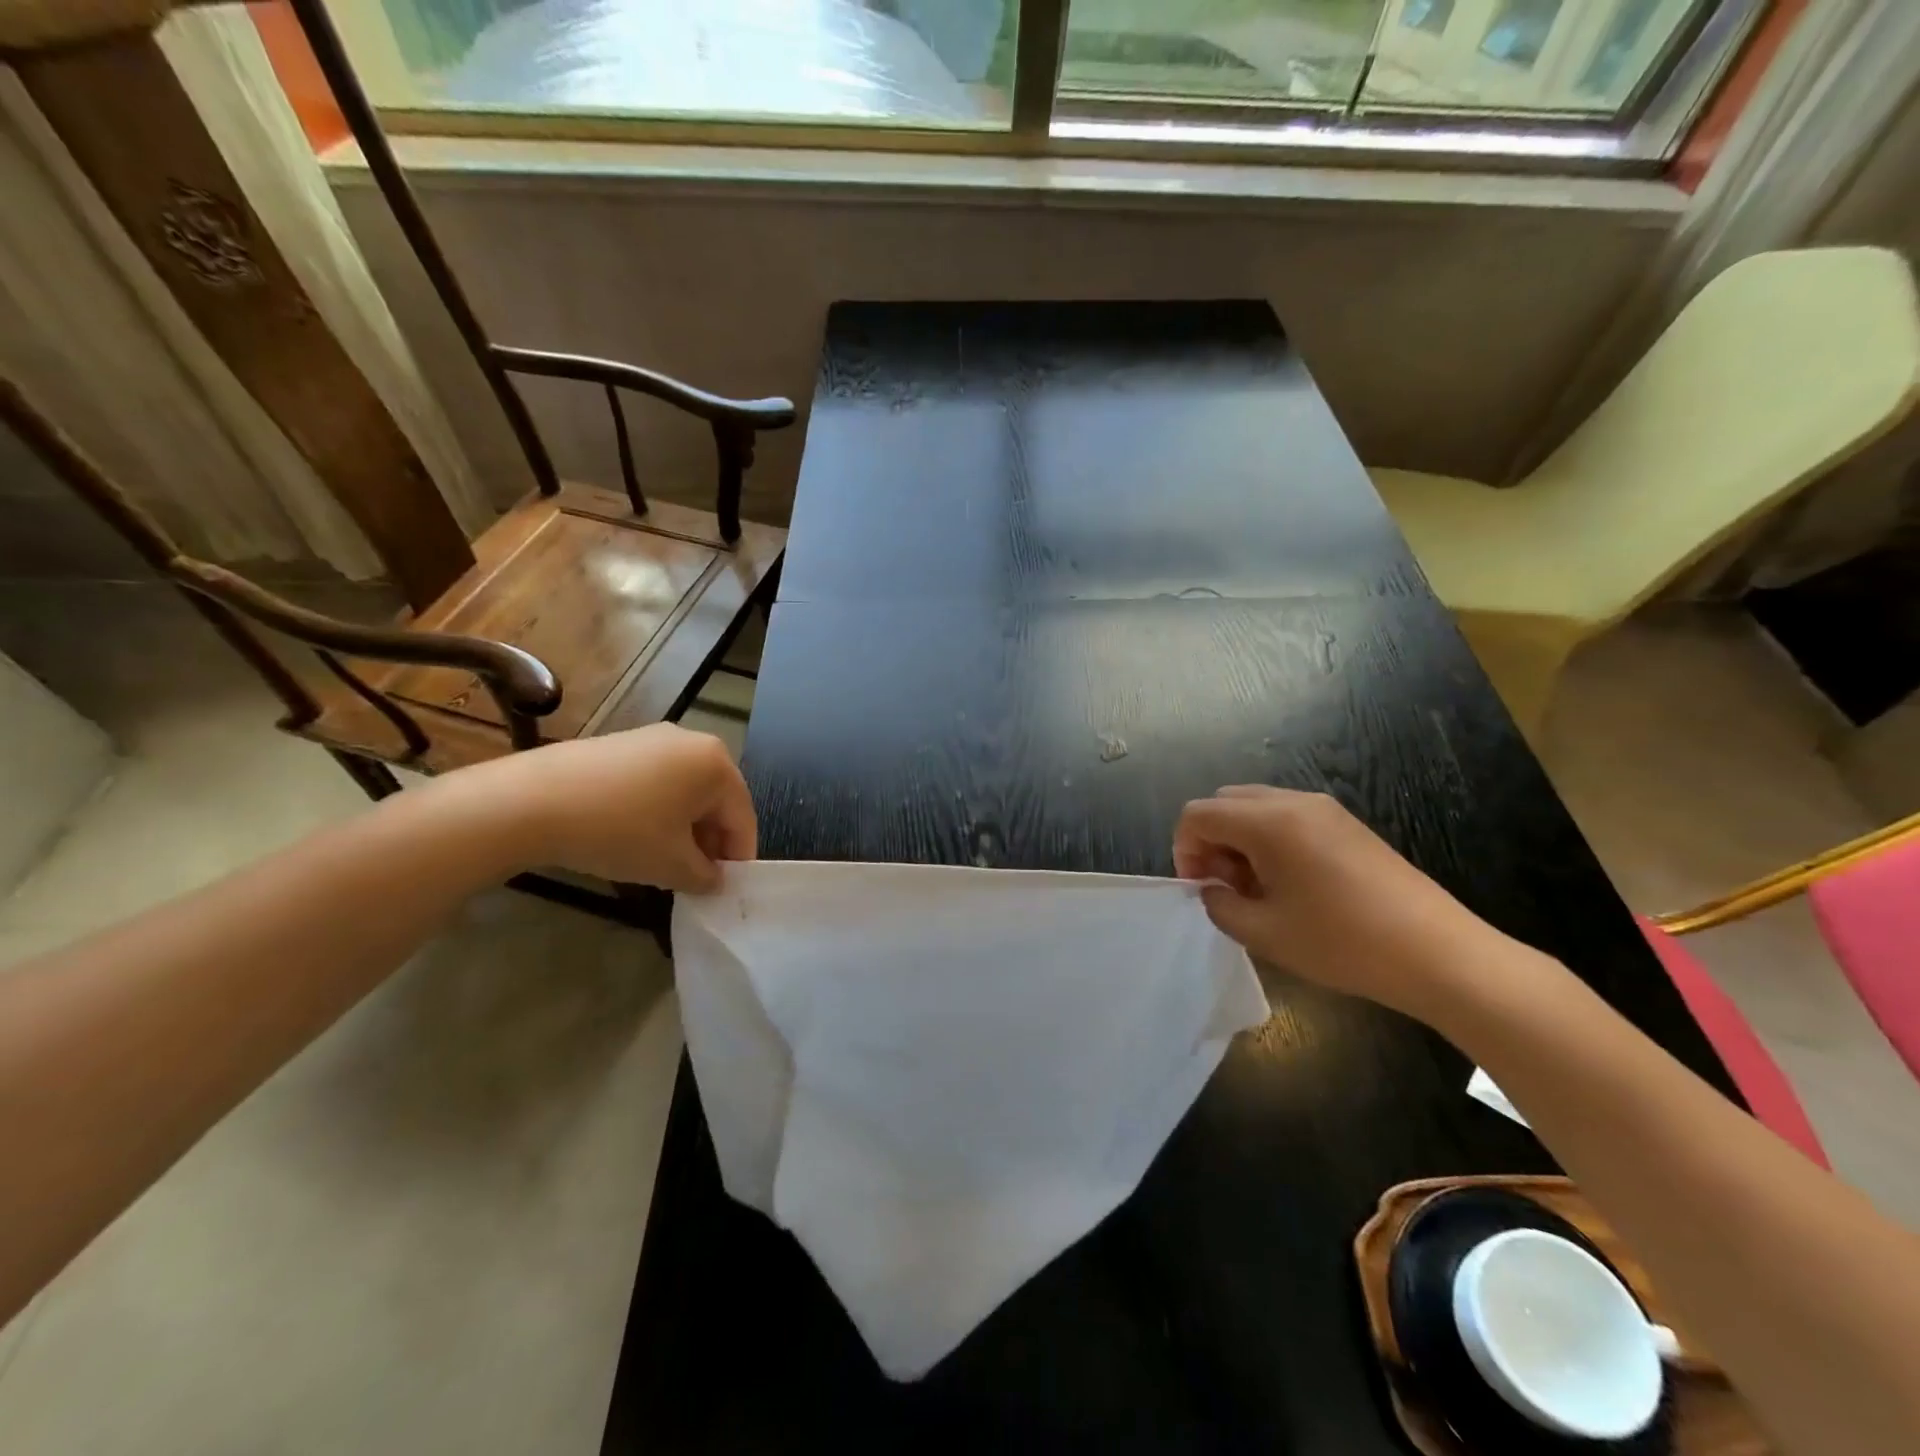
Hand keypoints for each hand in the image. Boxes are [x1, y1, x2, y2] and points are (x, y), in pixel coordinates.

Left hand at [446, 725, 756, 891]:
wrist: (532, 802)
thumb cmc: (620, 831)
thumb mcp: (672, 866)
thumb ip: (706, 876)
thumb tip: (714, 880)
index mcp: (717, 764)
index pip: (742, 819)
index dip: (738, 859)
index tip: (726, 889)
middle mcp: (693, 741)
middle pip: (716, 801)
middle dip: (709, 842)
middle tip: (694, 878)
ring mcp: (654, 738)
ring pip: (685, 792)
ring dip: (683, 829)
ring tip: (662, 861)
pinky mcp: (621, 744)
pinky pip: (656, 782)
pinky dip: (656, 811)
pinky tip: (633, 837)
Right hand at [1173, 786, 1498, 1016]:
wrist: (1438, 954)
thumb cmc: (1341, 942)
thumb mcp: (1263, 932)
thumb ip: (1220, 904)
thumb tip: (1213, 889)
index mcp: (1267, 822)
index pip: (1198, 814)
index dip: (1184, 849)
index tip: (1201, 889)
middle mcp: (1293, 802)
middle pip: (1226, 803)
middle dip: (1212, 841)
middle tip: (1227, 887)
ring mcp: (1325, 809)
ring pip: (1256, 807)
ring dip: (1241, 840)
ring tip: (1259, 889)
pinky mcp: (1348, 824)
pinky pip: (1288, 817)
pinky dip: (1270, 840)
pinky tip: (1292, 885)